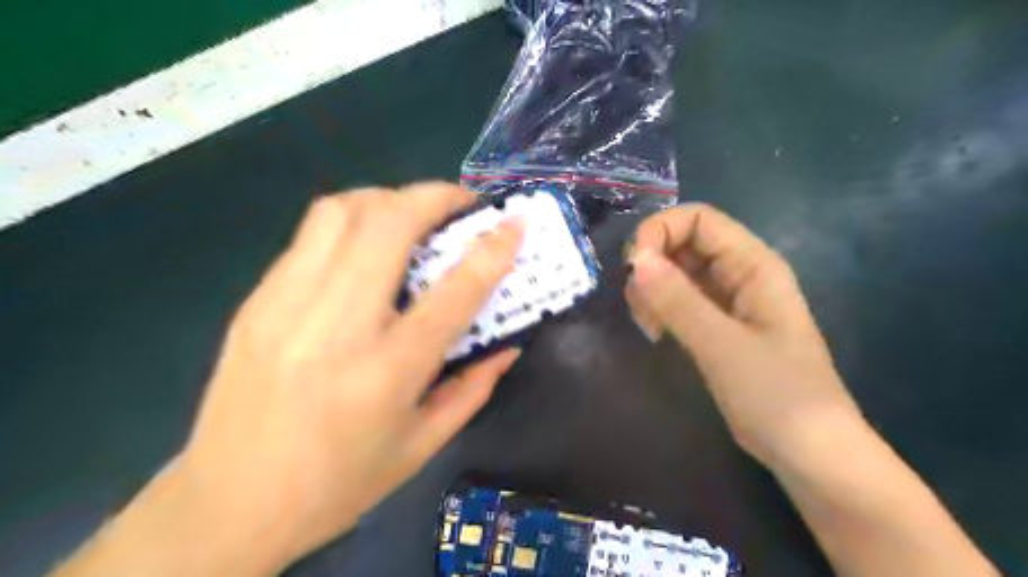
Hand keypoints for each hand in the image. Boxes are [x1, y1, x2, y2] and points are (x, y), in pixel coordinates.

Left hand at [171, 183, 525, 572]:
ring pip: (342, 212)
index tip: (514, 223)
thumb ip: (473, 387)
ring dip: (389, 198)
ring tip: (412, 215)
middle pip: (390, 223)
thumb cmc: (339, 482)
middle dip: (435, 196)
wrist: (229, 503)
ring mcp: (288, 303)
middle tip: (460, 203)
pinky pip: (310, 235)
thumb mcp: (422, 444)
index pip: (455, 290)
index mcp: (388, 370)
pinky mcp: (258, 299)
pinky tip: (365, 246)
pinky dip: (351, 221)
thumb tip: (508, 344)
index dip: (493, 249)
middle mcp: (338, 324)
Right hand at [623, 204, 860, 465]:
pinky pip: (677, 300)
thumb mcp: (723, 345)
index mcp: (752, 264)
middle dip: (651, 265)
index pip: (698, 219)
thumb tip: (636, 260)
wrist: (807, 452)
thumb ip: (678, 300)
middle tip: (640, 305)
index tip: (633, 267)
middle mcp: (738, 273)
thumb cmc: (776, 394)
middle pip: (681, 242)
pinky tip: (656, 334)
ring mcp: (724, 299)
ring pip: (674, 272)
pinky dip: (658, 309)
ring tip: (650, 327)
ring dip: (651, 290)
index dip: (660, 231)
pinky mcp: (713, 324)